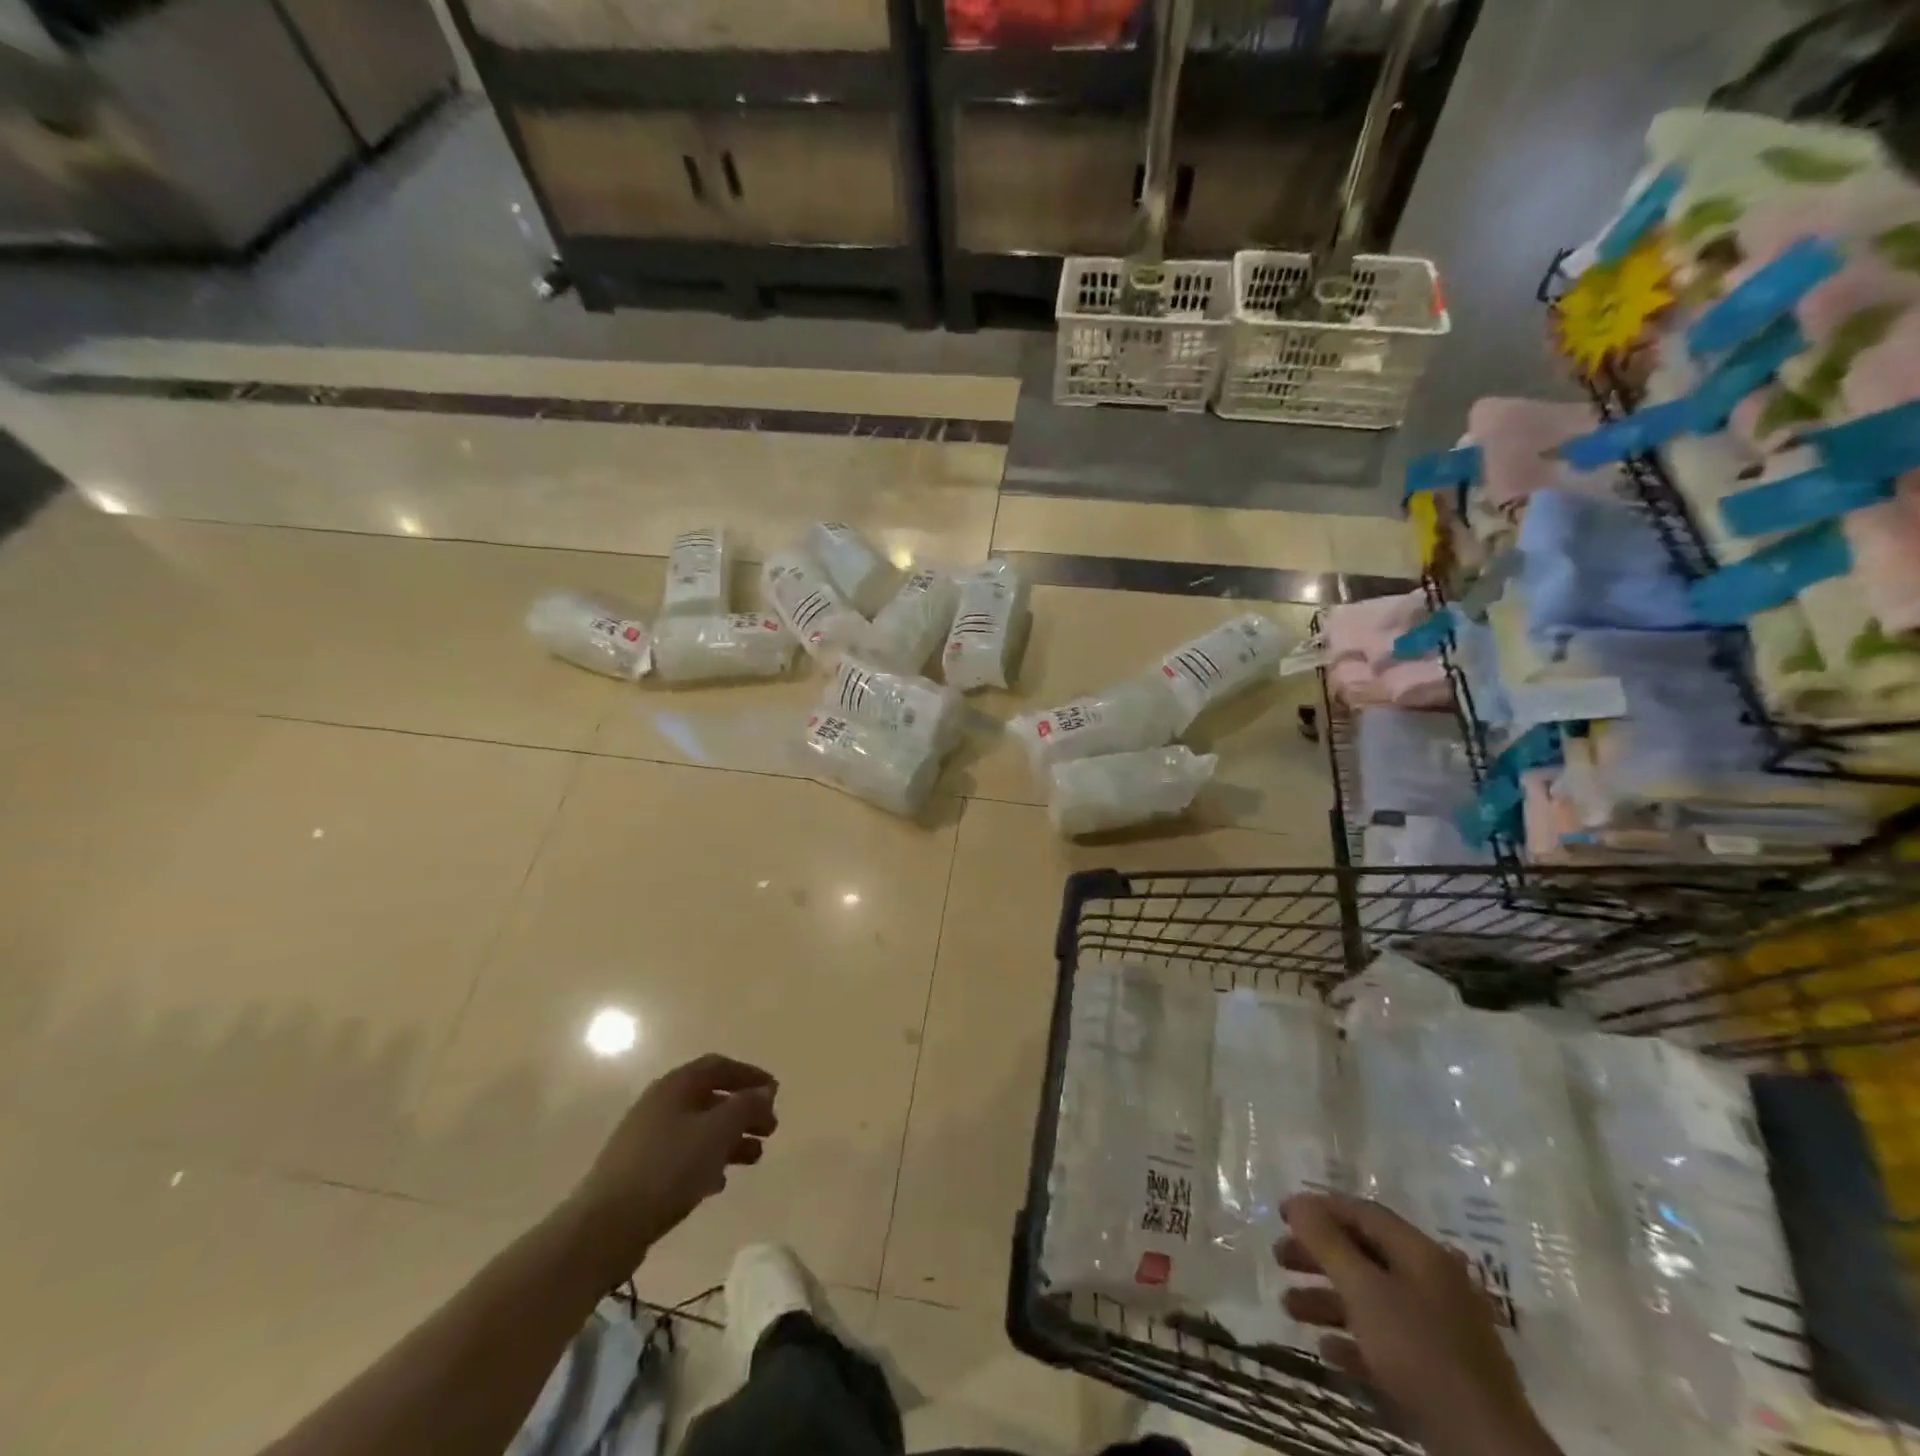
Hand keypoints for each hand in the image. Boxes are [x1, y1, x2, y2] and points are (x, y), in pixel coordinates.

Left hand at [571, 1054, 778, 1273]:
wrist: (603, 1228)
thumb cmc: (667, 1169)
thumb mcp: (716, 1132)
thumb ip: (745, 1107)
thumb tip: (764, 1091)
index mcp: (676, 1086)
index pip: (719, 1066)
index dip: (749, 1075)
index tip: (775, 1092)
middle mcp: (660, 1104)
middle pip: (711, 1098)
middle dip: (744, 1111)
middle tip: (770, 1129)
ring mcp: (647, 1138)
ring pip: (699, 1129)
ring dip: (730, 1139)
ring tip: (755, 1158)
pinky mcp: (640, 1171)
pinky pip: (683, 1155)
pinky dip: (707, 1162)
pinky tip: (720, 1183)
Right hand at [1275, 1194, 1557, 1455]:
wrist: (1485, 1447)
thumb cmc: (1419, 1352)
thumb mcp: (1364, 1290)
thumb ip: (1327, 1243)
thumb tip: (1298, 1203)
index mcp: (1421, 1253)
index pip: (1362, 1213)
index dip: (1319, 1208)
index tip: (1281, 1214)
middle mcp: (1432, 1282)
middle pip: (1364, 1254)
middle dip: (1318, 1255)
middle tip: (1279, 1259)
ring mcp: (1438, 1329)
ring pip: (1371, 1299)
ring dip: (1327, 1299)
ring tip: (1289, 1308)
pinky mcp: (1439, 1371)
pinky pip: (1386, 1341)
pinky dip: (1353, 1339)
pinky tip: (1326, 1350)